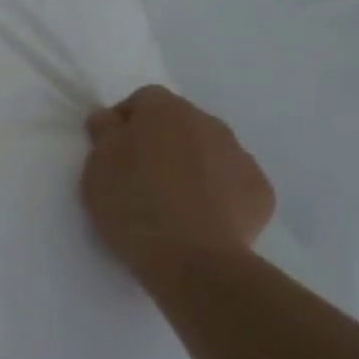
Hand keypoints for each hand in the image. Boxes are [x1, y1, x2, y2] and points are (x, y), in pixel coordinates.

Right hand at [81, 85, 274, 282]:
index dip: (125, 121)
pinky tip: (200, 218)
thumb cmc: (134, 204)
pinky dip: (216, 192)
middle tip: (139, 176)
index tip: (112, 150)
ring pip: (208, 150)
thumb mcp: (97, 166)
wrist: (193, 259)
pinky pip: (231, 181)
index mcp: (165, 110)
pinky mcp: (260, 191)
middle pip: (179, 122)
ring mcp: (240, 156)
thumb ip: (104, 133)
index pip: (143, 99)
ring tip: (171, 201)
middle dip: (161, 141)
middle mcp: (208, 123)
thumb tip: (109, 118)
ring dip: (190, 164)